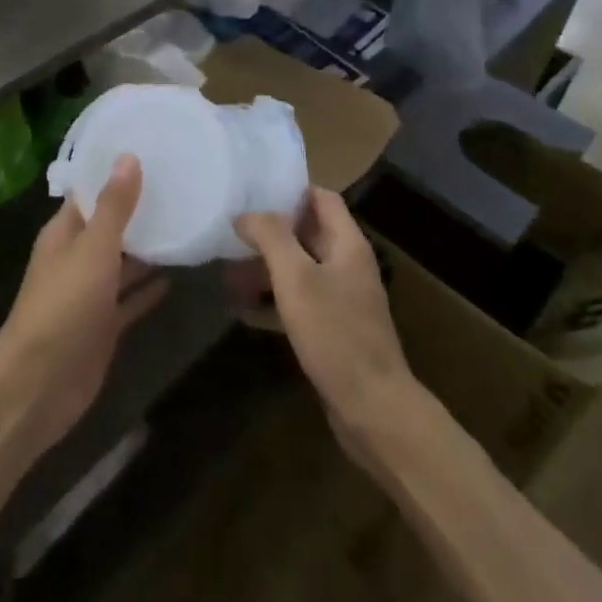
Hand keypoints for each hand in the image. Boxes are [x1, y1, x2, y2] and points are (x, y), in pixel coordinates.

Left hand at [0, 156, 166, 453]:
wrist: (41, 382)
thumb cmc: (65, 303)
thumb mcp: (93, 247)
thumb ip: (114, 205)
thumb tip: (128, 156)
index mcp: (65, 233)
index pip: (90, 193)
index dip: (115, 174)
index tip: (150, 152)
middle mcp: (76, 258)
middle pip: (109, 227)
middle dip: (138, 210)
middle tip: (179, 185)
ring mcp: (90, 294)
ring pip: (122, 263)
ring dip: (146, 249)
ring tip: (185, 223)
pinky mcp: (104, 325)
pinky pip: (130, 300)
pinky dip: (148, 289)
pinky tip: (176, 276)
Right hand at [234, 188, 417, 466]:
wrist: (373, 410)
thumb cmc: (335, 334)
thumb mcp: (297, 278)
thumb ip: (271, 237)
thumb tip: (245, 214)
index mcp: (348, 244)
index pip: (322, 198)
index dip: (290, 191)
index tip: (253, 193)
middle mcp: (348, 265)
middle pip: (307, 233)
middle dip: (269, 233)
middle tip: (230, 235)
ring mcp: (342, 299)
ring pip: (299, 269)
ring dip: (266, 268)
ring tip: (228, 274)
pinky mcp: (333, 330)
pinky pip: (299, 302)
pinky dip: (273, 299)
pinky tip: (243, 310)